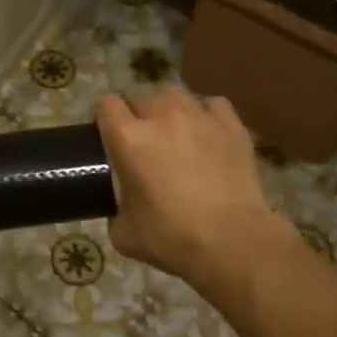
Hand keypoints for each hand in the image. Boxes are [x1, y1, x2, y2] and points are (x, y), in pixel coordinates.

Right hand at [96, 89, 294, 293]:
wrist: (232, 240)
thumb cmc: (171, 237)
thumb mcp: (124, 233)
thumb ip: (116, 210)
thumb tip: (122, 209)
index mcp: (128, 138)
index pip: (106, 105)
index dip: (104, 117)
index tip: (108, 134)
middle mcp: (161, 116)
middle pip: (141, 98)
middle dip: (137, 115)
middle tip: (143, 143)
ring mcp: (199, 116)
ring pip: (176, 95)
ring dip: (170, 110)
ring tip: (175, 132)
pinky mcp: (231, 125)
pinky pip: (213, 105)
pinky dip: (205, 114)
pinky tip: (207, 132)